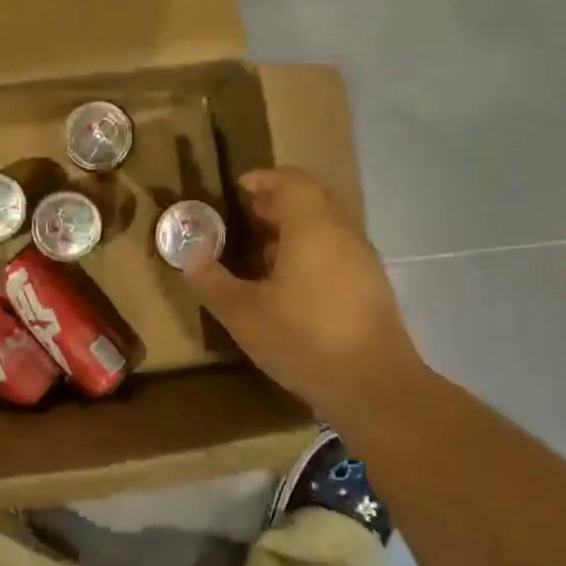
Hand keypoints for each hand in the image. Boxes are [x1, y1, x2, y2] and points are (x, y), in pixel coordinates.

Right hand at [185, 167, 422, 414]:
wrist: (375, 387)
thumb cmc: (304, 339)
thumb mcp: (243, 314)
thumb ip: (212, 281)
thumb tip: (190, 257)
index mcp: (312, 226)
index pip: (290, 181)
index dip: (263, 179)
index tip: (239, 188)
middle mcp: (342, 232)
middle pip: (312, 198)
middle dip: (279, 201)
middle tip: (249, 215)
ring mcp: (363, 259)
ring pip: (328, 225)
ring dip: (297, 227)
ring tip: (265, 250)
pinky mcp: (373, 285)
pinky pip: (339, 249)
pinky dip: (314, 249)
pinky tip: (293, 283)